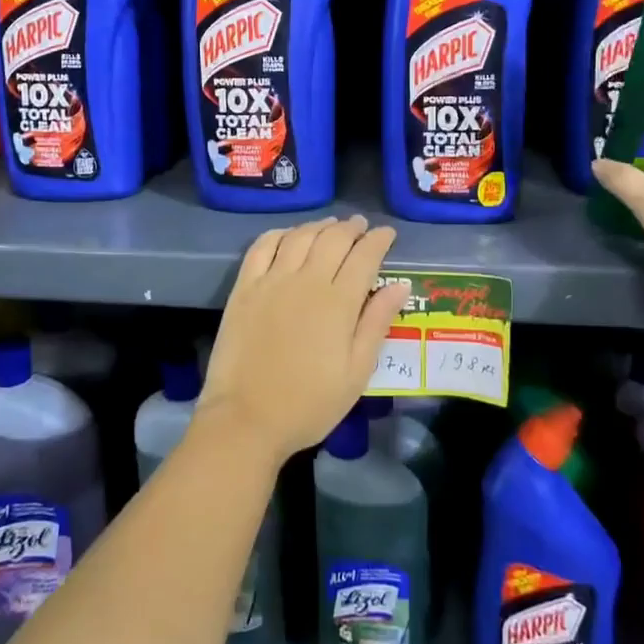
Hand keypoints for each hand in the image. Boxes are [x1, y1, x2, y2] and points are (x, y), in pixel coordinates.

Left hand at [198, 216, 409, 467]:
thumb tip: (400, 284)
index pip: (364, 256)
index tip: (387, 233)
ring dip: (319, 226)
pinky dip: (279, 233)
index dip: (378, 240)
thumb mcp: (356, 372)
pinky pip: (262, 246)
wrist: (246, 418)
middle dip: (352, 228)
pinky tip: (289, 234)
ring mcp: (271, 280)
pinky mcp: (244, 287)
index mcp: (339, 302)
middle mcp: (306, 280)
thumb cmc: (309, 403)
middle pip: (333, 239)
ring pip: (300, 237)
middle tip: (362, 226)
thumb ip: (377, 323)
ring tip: (331, 225)